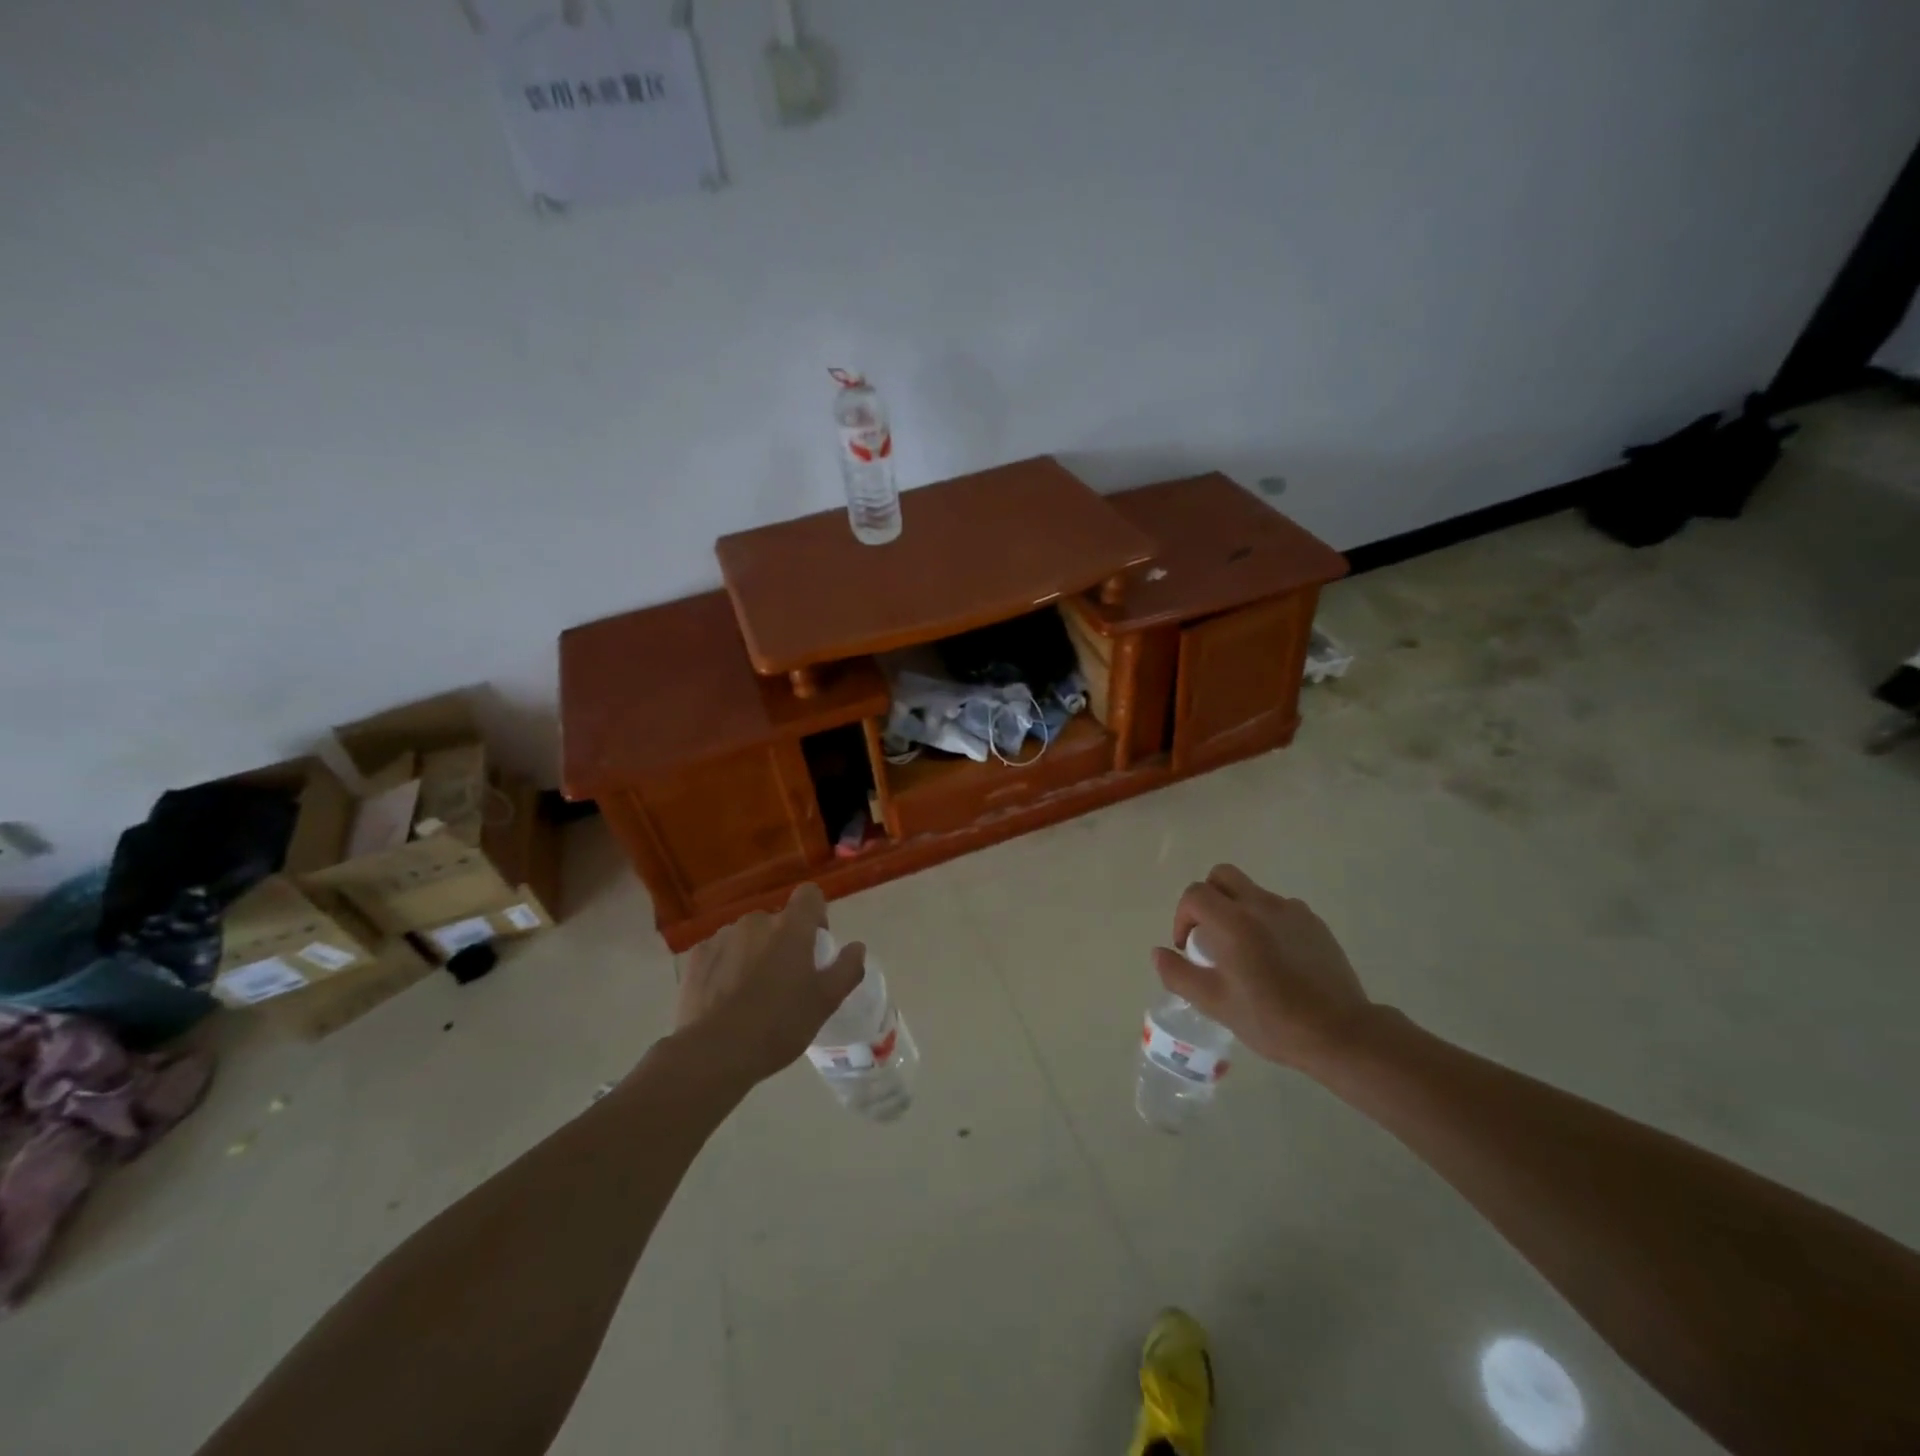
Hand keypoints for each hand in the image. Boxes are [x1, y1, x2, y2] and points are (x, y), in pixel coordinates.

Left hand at [674, 883, 865, 1088]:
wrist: (714, 1053)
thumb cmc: (779, 1024)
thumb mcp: (826, 1002)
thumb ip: (847, 969)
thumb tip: (856, 947)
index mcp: (791, 927)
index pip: (810, 895)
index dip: (816, 915)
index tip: (814, 946)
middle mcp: (756, 921)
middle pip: (777, 921)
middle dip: (782, 942)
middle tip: (784, 981)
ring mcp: (722, 937)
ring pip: (747, 937)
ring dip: (753, 953)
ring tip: (750, 994)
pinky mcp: (696, 957)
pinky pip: (720, 952)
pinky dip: (725, 966)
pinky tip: (725, 999)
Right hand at [1153, 864, 1374, 1071]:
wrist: (1340, 1033)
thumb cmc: (1271, 1020)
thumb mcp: (1215, 1004)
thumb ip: (1179, 975)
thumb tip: (1158, 953)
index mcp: (1233, 922)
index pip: (1194, 894)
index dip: (1182, 917)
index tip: (1187, 947)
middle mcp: (1261, 905)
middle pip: (1222, 875)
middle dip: (1207, 897)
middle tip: (1210, 934)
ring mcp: (1292, 911)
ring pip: (1252, 891)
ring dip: (1237, 909)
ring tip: (1245, 950)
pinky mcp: (1314, 923)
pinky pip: (1279, 908)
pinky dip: (1266, 921)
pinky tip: (1276, 958)